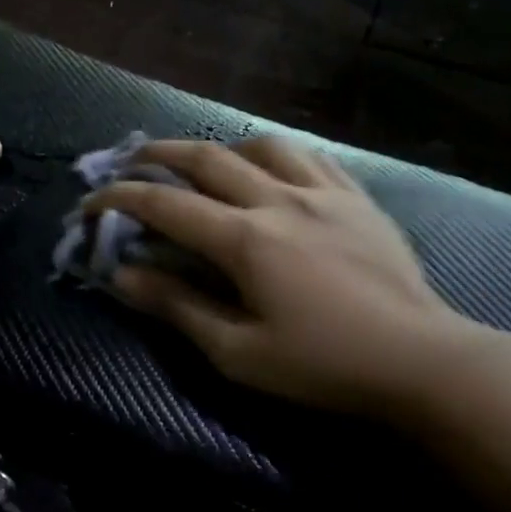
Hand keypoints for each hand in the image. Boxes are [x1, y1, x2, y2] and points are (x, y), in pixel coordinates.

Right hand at [84, 137, 506, 423]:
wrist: (420, 360)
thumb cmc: (322, 366)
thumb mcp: (238, 352)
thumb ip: (178, 307)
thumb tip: (124, 275)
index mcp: (246, 240)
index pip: (166, 205)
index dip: (121, 198)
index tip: (90, 203)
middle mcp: (280, 200)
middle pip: (207, 159)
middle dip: (158, 156)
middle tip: (129, 161)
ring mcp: (324, 192)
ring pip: (260, 145)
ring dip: (219, 147)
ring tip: (201, 162)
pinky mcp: (357, 198)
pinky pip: (309, 156)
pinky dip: (274, 153)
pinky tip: (269, 168)